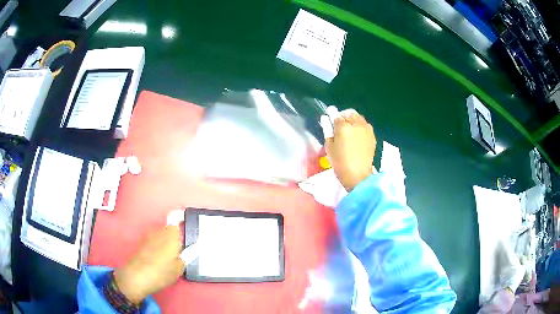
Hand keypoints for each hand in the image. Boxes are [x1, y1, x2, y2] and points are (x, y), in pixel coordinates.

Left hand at [114, 226, 183, 303]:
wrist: (137, 277)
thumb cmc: (162, 272)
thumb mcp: (179, 267)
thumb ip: (188, 255)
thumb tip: (195, 248)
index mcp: (171, 234)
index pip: (177, 219)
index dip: (181, 222)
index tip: (186, 233)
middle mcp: (159, 231)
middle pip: (169, 229)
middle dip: (174, 238)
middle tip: (180, 252)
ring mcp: (148, 236)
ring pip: (160, 235)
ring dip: (165, 243)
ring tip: (169, 258)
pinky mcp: (141, 243)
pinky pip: (153, 241)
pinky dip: (156, 247)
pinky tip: (158, 260)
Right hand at [324, 110, 375, 190]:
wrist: (358, 175)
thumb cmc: (340, 163)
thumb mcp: (329, 147)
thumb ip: (328, 131)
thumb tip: (327, 120)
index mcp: (344, 126)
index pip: (336, 116)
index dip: (333, 121)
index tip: (332, 125)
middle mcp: (356, 124)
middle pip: (349, 113)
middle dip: (344, 118)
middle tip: (340, 128)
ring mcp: (366, 129)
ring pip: (358, 117)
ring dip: (353, 121)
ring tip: (350, 132)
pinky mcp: (372, 135)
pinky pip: (365, 126)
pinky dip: (360, 128)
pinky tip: (357, 138)